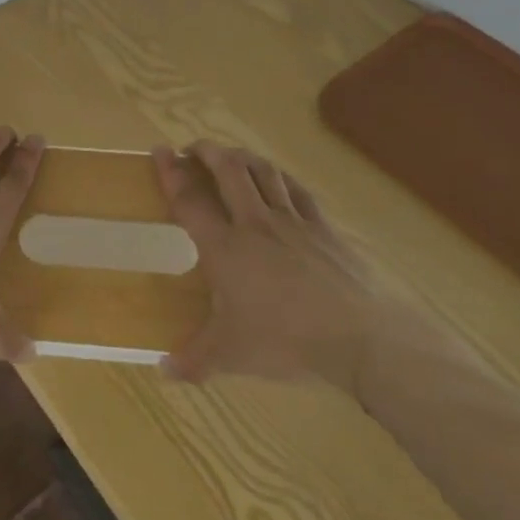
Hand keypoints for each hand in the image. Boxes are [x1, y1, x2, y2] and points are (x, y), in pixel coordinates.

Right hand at [155, 140, 380, 394]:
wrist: (361, 337)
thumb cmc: (287, 341)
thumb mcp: (233, 355)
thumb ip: (195, 360)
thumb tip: (163, 370)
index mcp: (225, 248)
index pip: (189, 199)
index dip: (171, 172)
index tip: (159, 150)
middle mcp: (255, 223)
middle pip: (228, 170)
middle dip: (207, 151)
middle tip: (194, 148)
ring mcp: (293, 221)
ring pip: (263, 172)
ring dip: (242, 156)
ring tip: (231, 155)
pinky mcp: (324, 227)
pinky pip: (298, 190)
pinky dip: (281, 177)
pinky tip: (278, 178)